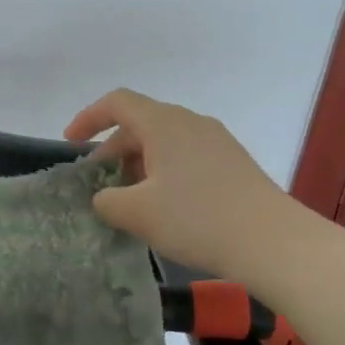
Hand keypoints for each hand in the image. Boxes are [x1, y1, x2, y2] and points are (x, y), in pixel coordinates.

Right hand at [64, 88, 291, 279]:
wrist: (274, 242)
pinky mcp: (233, 163)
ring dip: (139, 165)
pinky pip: (186, 157)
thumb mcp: (137, 213)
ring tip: (130, 202)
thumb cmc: (198, 219)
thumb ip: (107, 200)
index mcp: (164, 123)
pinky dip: (164, 173)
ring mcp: (216, 141)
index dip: (88, 118)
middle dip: (113, 152)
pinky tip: (165, 208)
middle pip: (140, 124)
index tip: (70, 143)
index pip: (117, 102)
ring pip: (164, 143)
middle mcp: (190, 122)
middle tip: (99, 186)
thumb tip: (105, 197)